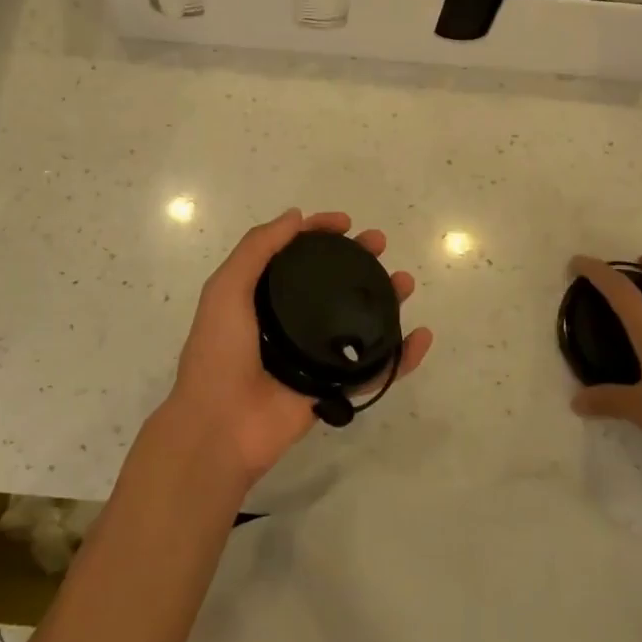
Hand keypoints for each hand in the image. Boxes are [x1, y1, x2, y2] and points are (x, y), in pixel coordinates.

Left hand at [160, 209, 432, 486]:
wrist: (221, 425)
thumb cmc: (219, 351)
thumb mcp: (226, 289)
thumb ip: (257, 249)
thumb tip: (296, 216)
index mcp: (264, 298)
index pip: (298, 256)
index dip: (320, 234)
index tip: (345, 223)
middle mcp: (291, 322)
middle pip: (333, 284)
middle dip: (358, 260)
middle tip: (380, 245)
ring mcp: (315, 356)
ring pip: (359, 322)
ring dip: (385, 299)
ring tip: (405, 283)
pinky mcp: (334, 389)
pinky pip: (375, 371)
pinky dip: (402, 357)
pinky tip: (421, 336)